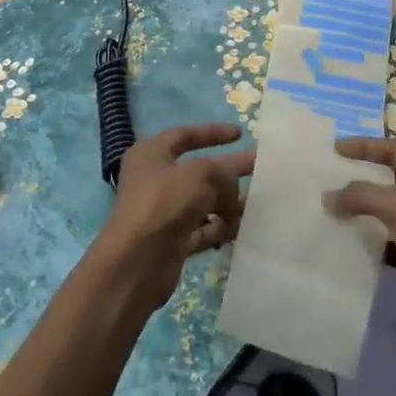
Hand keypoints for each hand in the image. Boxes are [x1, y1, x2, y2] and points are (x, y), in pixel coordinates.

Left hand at [93, 123, 252, 310]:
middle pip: (198, 170)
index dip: (212, 133)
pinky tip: (241, 229)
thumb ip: (224, 173)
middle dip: (228, 172)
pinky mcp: (171, 240)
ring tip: (256, 205)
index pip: (184, 135)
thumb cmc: (164, 204)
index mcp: (151, 154)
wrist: (136, 263)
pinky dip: (220, 228)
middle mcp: (154, 180)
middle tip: (259, 169)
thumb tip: (233, 191)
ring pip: (202, 201)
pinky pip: (202, 229)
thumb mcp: (200, 175)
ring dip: (228, 203)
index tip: (240, 134)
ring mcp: (162, 211)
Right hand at [325, 138, 395, 354]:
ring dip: (365, 210)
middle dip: (363, 177)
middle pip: (394, 179)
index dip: (367, 146)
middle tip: (332, 178)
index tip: (336, 149)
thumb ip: (363, 196)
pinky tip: (351, 243)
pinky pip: (392, 240)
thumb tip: (328, 196)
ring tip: (334, 209)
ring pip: (391, 211)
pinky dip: (373, 240)